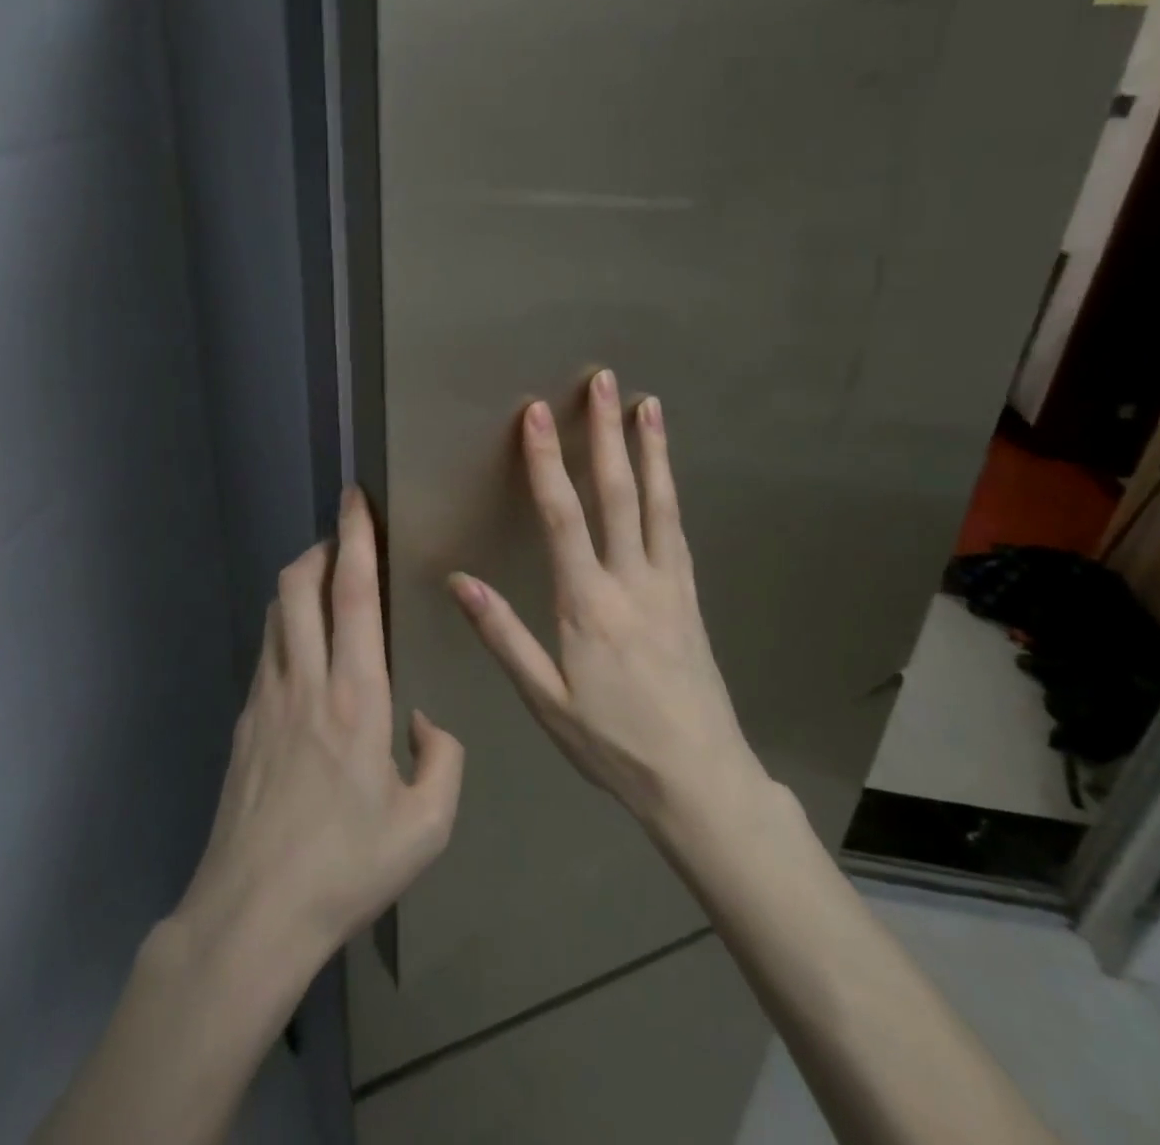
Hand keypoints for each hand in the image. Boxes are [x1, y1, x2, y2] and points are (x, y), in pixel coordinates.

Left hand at [172, 488, 464, 979]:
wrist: (252, 914)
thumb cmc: (346, 869)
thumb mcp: (427, 826)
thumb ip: (443, 760)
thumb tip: (425, 722)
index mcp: (357, 696)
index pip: (354, 594)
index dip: (355, 538)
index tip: (356, 499)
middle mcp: (306, 681)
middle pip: (299, 585)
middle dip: (321, 547)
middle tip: (345, 538)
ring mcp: (266, 697)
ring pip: (276, 612)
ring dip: (300, 582)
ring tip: (326, 583)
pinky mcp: (244, 719)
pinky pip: (266, 648)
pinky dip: (285, 624)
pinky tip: (305, 648)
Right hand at [447, 370, 763, 830]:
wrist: (700, 779)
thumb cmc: (612, 743)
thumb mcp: (545, 700)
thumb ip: (504, 636)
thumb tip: (459, 580)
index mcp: (588, 604)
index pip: (562, 516)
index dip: (546, 461)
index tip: (536, 413)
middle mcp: (632, 581)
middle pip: (618, 494)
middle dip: (606, 434)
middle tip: (605, 382)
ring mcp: (669, 586)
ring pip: (658, 504)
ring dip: (651, 451)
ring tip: (649, 405)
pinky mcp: (691, 598)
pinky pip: (677, 532)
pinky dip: (670, 492)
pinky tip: (667, 475)